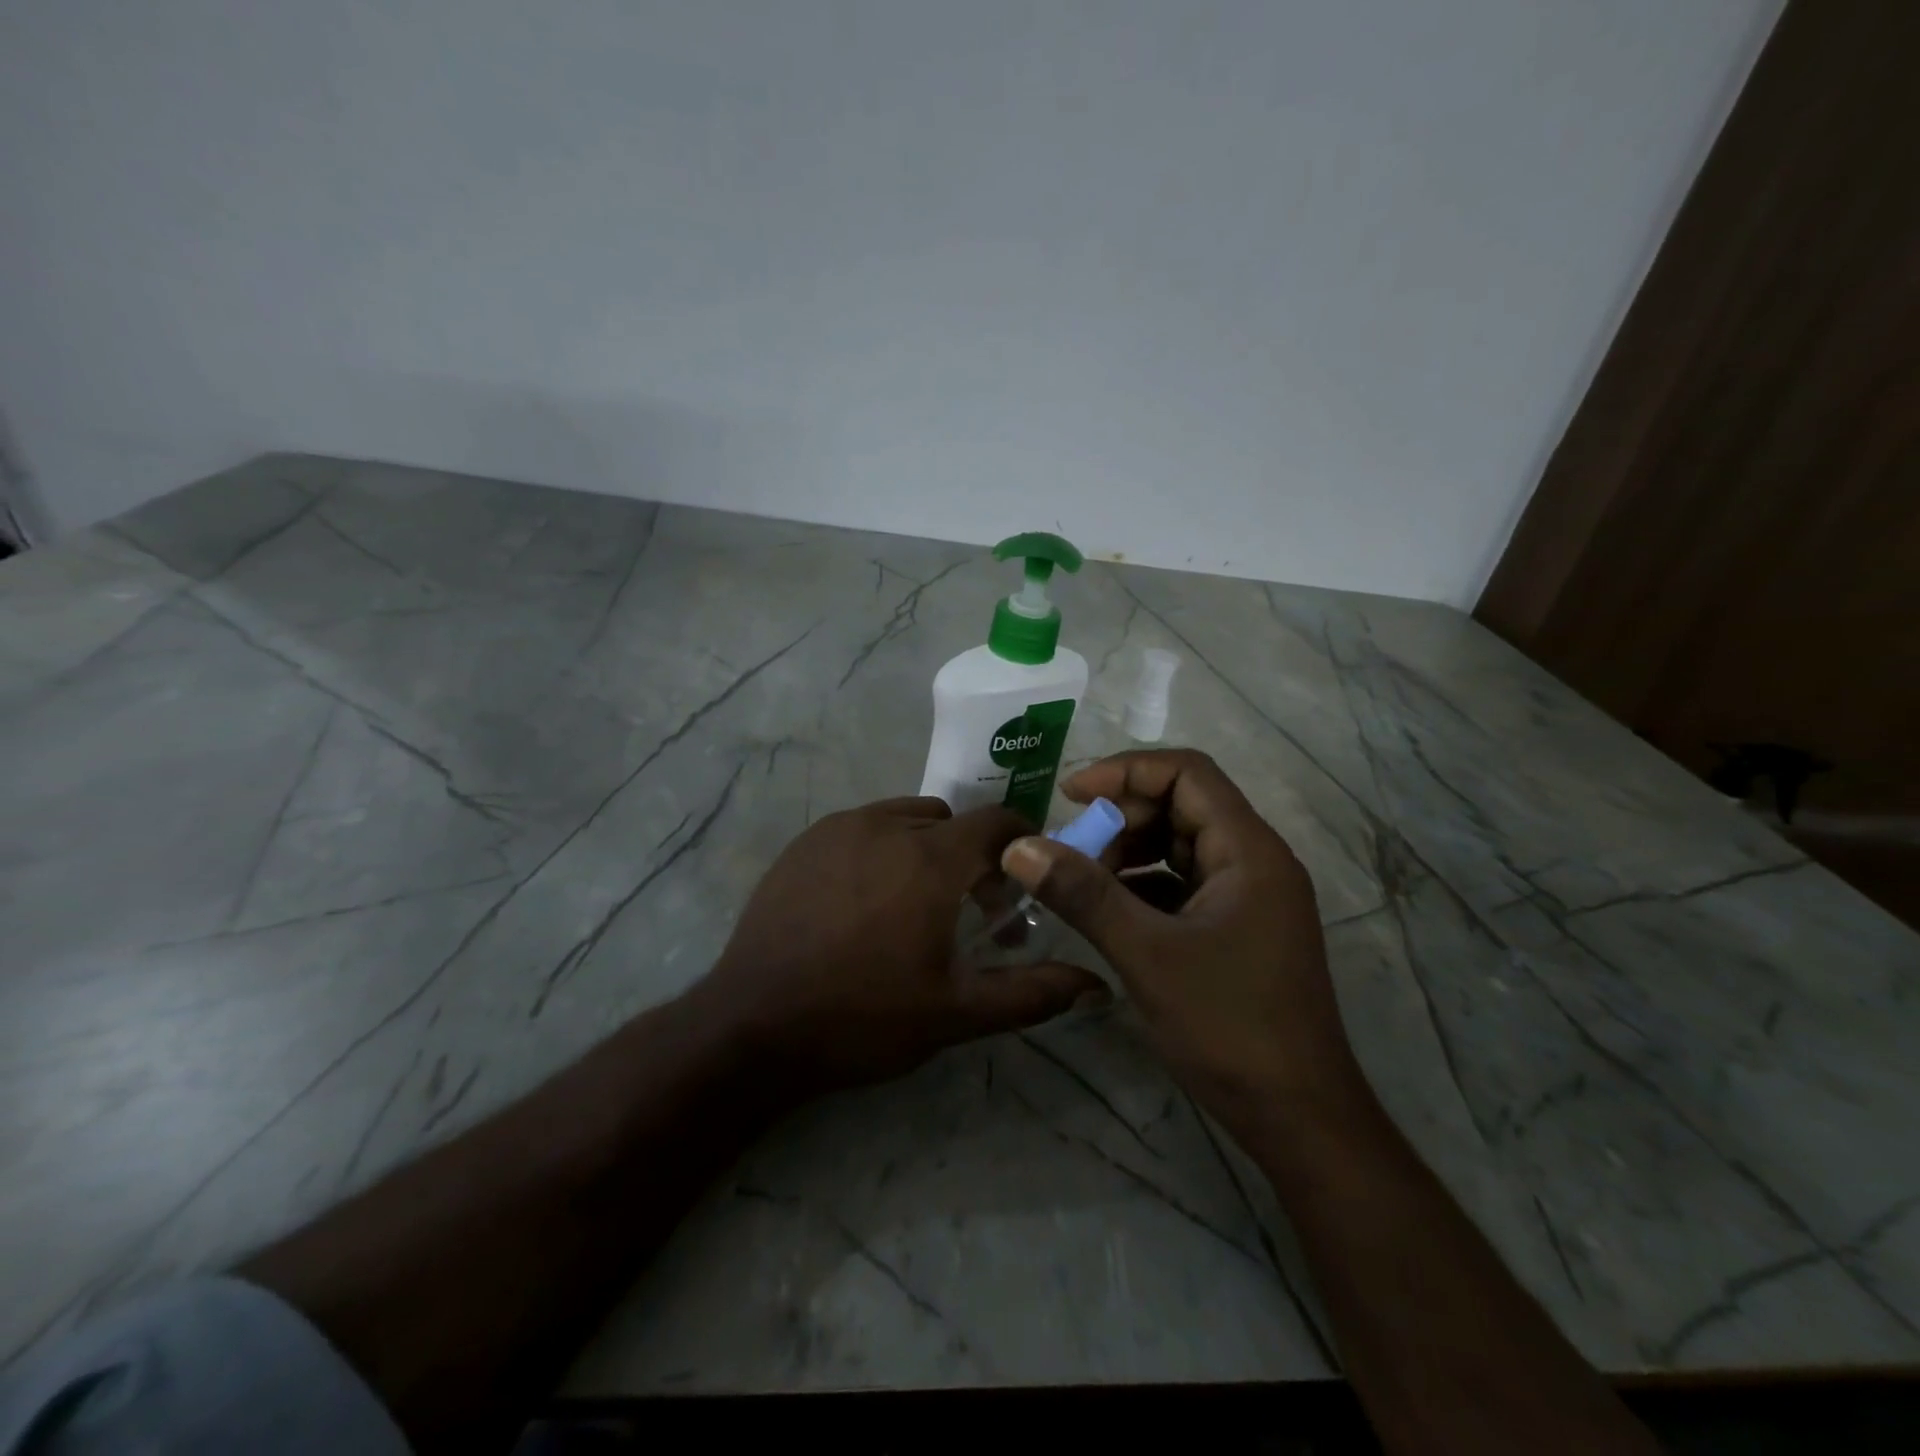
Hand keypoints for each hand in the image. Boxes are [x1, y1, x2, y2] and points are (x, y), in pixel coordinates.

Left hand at [695, 796, 1106, 1098]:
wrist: (754, 1025)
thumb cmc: (864, 1018)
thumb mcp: (956, 1013)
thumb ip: (1031, 993)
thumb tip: (1096, 985)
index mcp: (931, 859)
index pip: (996, 822)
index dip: (1020, 844)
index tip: (1023, 880)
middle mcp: (887, 826)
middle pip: (951, 822)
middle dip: (971, 856)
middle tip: (967, 909)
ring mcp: (839, 829)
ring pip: (905, 818)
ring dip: (925, 847)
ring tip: (913, 902)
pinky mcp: (804, 842)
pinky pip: (861, 827)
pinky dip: (880, 848)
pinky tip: (863, 900)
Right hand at [1000, 750, 1366, 1132]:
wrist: (1298, 1118)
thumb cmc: (1229, 1026)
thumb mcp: (1146, 954)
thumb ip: (1083, 895)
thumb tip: (1019, 847)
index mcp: (1248, 850)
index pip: (1186, 773)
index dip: (1124, 772)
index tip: (1069, 796)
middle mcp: (1254, 861)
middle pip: (1181, 806)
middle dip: (1120, 820)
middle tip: (1070, 851)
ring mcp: (1247, 897)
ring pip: (1178, 847)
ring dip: (1128, 854)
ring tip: (1082, 884)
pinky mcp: (1236, 928)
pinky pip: (1182, 885)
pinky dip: (1142, 888)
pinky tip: (1107, 913)